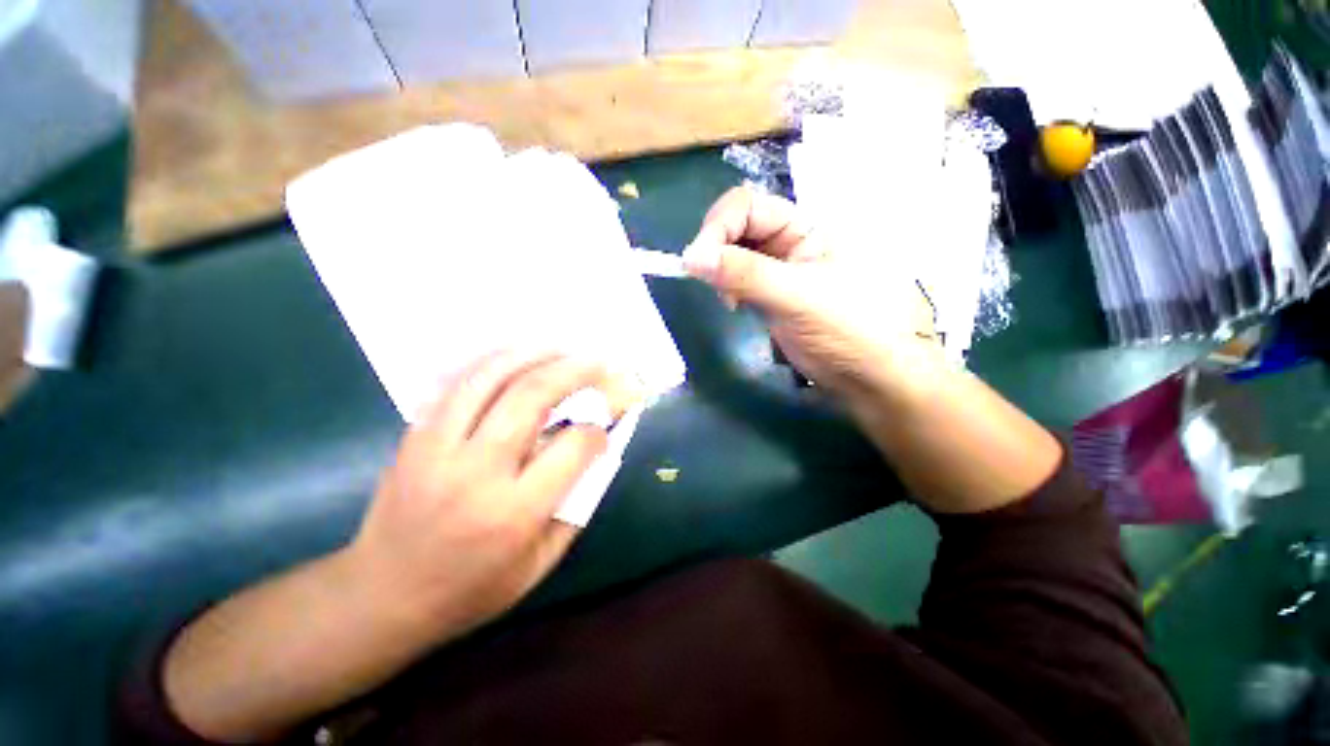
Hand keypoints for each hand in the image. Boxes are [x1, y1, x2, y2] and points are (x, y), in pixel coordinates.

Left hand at [346, 351, 631, 639]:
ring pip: (491, 377)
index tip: (605, 425)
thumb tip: (598, 448)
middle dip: (575, 371)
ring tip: (563, 348)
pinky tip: (517, 356)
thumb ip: (577, 502)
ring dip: (534, 354)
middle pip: (533, 396)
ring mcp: (437, 447)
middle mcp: (476, 471)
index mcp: (514, 513)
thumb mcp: (540, 562)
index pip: (573, 447)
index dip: (598, 429)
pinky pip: (458, 382)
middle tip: (598, 362)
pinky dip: (494, 361)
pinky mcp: (415, 435)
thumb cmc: (470, 590)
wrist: (379, 596)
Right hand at [682, 185, 941, 402]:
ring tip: (728, 300)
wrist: (869, 376)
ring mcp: (778, 269)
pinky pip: (737, 279)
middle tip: (713, 284)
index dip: (717, 227)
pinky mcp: (769, 294)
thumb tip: (691, 257)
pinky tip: (733, 306)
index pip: (748, 206)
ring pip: (733, 254)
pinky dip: (726, 288)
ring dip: (719, 271)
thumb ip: (745, 274)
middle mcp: (789, 240)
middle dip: (716, 250)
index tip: (696, 263)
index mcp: (805, 227)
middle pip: (737, 227)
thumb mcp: (798, 297)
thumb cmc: (848, 330)